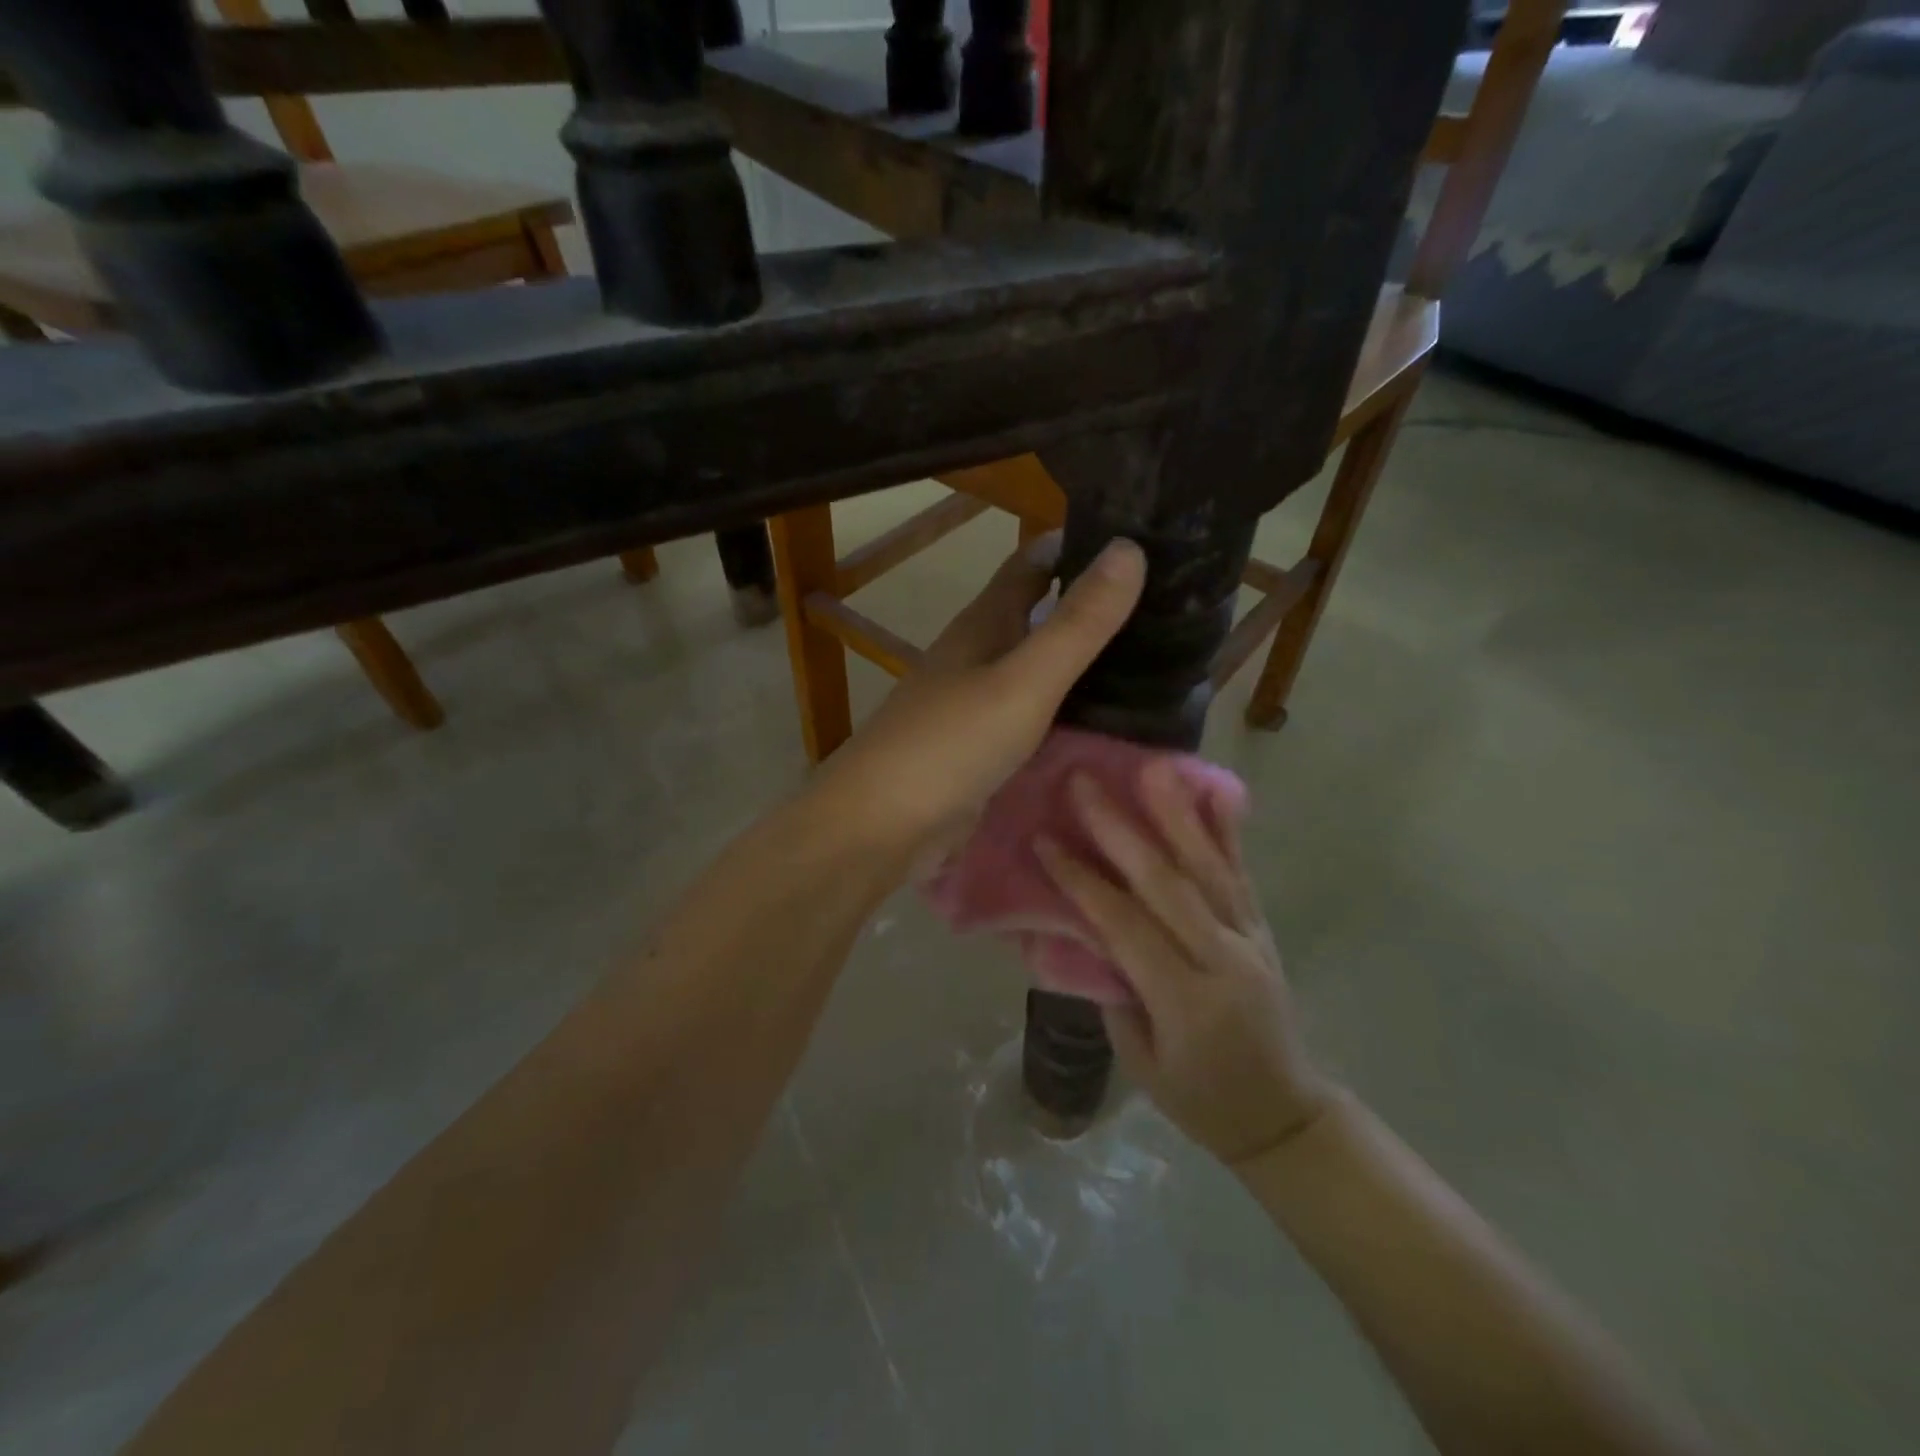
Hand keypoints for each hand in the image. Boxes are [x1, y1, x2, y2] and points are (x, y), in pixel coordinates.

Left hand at [814, 534, 1145, 861]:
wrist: (882, 826)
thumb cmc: (950, 744)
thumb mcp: (1023, 680)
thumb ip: (1077, 624)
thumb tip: (1129, 546)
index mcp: (984, 624)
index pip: (1033, 563)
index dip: (1078, 544)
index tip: (1141, 537)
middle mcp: (979, 655)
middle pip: (1039, 615)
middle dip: (1092, 606)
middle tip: (1169, 607)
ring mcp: (977, 703)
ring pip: (1039, 668)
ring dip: (1084, 661)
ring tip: (1159, 660)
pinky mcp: (982, 748)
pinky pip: (1035, 716)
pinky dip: (1069, 710)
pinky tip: (1109, 721)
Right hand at [1035, 764, 1333, 1167]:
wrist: (1284, 1114)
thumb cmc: (1200, 1099)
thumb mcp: (1141, 1062)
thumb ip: (1115, 991)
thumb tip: (1086, 928)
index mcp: (1186, 999)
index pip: (1124, 925)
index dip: (1081, 880)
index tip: (1044, 840)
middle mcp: (1222, 958)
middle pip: (1166, 883)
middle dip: (1120, 829)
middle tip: (1085, 783)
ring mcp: (1250, 938)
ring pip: (1209, 867)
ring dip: (1176, 814)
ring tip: (1151, 768)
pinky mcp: (1262, 929)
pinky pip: (1242, 874)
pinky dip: (1227, 831)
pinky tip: (1215, 793)